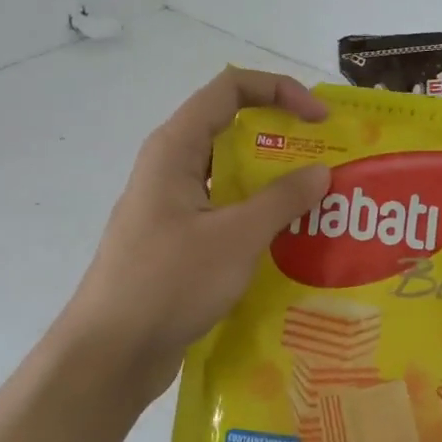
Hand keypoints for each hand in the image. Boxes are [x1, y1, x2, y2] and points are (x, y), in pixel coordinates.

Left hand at [65, 67, 330, 400]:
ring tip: (319, 206)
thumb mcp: (235, 237)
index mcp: (174, 149)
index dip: (278, 91)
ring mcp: (171, 208)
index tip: (320, 118)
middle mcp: (170, 169)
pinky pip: (223, 215)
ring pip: (229, 179)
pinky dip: (256, 220)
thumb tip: (320, 172)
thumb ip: (281, 200)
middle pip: (231, 132)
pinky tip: (289, 245)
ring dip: (273, 186)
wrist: (112, 352)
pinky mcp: (176, 244)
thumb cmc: (169, 283)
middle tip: (329, 166)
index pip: (229, 89)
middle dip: (282, 142)